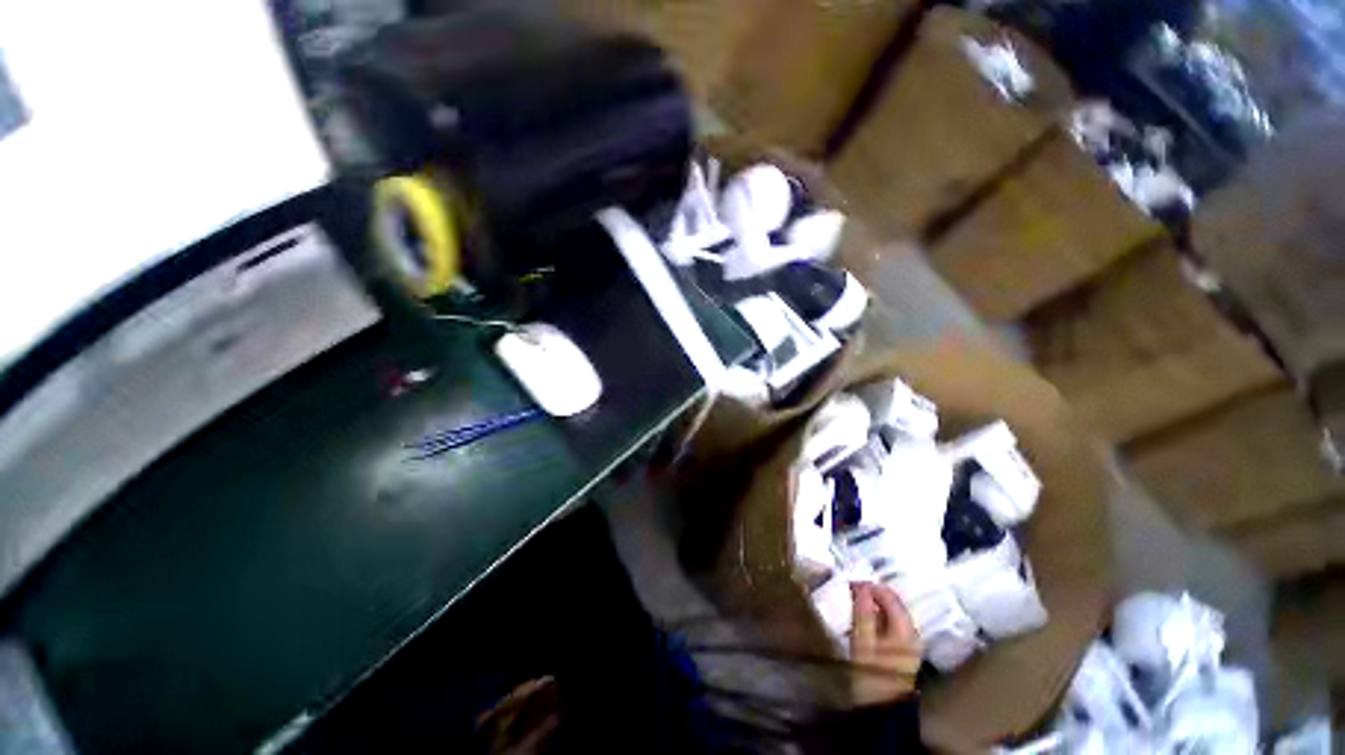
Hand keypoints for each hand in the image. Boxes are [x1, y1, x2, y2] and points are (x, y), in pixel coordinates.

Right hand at [849, 582, 922, 705]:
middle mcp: (913, 632)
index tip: (849, 584)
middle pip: (892, 602)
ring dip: (874, 605)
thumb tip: (860, 584)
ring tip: (854, 605)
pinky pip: (891, 623)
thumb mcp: (862, 642)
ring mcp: (911, 641)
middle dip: (872, 594)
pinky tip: (864, 621)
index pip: (889, 595)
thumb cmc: (871, 675)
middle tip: (850, 592)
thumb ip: (862, 612)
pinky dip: (878, 617)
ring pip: (891, 612)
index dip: (869, 586)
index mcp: (905, 629)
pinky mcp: (905, 649)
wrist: (882, 710)